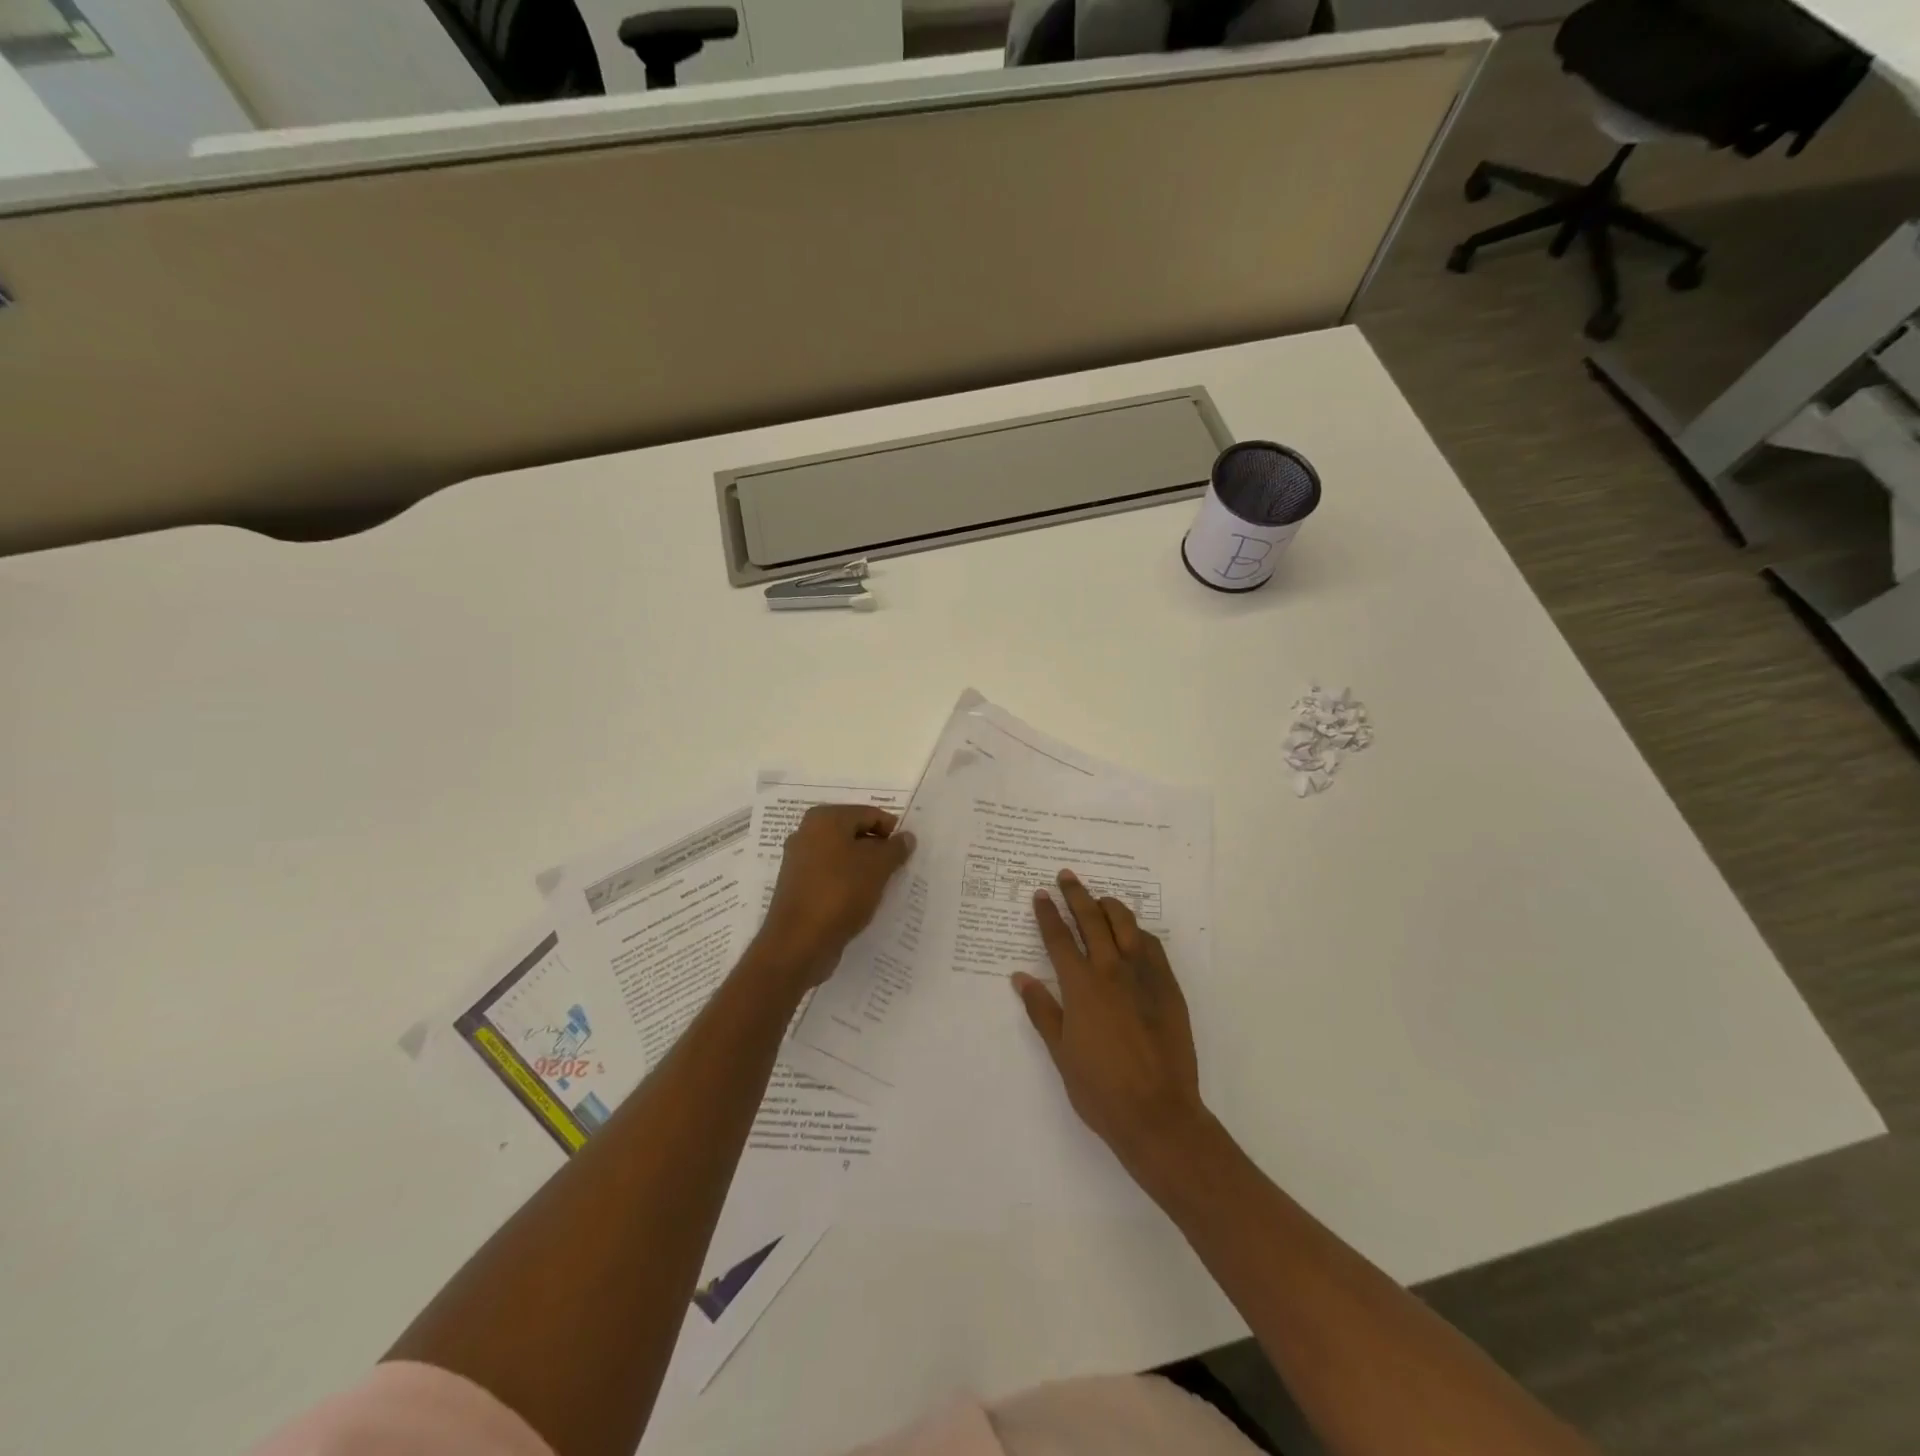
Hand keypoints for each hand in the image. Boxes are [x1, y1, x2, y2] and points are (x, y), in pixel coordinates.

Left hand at [754, 805, 915, 990]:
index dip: (892, 831)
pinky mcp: (798, 887)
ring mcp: (799, 861)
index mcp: (825, 818)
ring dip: (864, 869)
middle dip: (878, 850)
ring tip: (881, 887)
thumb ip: (895, 848)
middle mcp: (807, 832)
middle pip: (854, 833)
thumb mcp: (878, 867)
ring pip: (842, 857)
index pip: (869, 814)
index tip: (907, 854)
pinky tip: (861, 901)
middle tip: (897, 870)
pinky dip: (848, 884)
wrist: (799, 942)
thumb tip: (906, 837)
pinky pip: (831, 877)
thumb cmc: (841, 893)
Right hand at [1013, 870, 1209, 1177]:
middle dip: (1076, 894)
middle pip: (1092, 919)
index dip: (1048, 913)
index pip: (1059, 937)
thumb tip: (1020, 977)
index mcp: (1081, 986)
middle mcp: (1112, 970)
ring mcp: (1145, 976)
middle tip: (1066, 876)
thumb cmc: (1100, 1089)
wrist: (1159, 1113)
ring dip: (1109, 906)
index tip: (1041, 894)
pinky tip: (1132, 934)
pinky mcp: (1169, 986)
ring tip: (1099, 900)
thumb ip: (1042, 1009)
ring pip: (1126, 924)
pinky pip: (1152, 945)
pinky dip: (1137, 932)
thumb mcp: (1061, 1052)